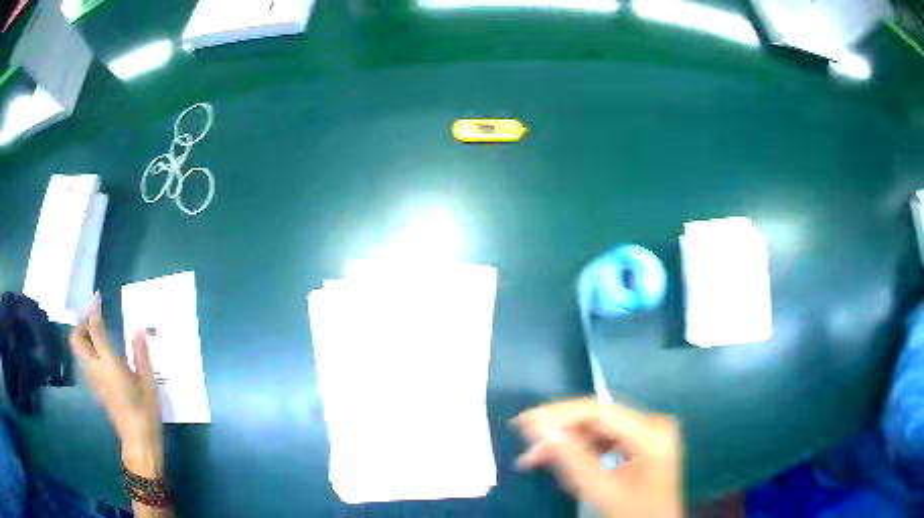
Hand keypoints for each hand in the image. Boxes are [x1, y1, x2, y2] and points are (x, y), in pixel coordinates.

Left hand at [69, 299, 162, 477]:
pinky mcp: (94, 388)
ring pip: (78, 350)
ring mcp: (92, 379)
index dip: (94, 310)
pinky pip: (84, 361)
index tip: (97, 296)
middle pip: (76, 338)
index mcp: (109, 363)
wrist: (138, 441)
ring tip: (98, 335)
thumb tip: (139, 330)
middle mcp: (95, 368)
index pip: (95, 329)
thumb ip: (140, 354)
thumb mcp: (148, 382)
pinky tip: (102, 354)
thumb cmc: (145, 411)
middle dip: (81, 324)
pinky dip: (88, 350)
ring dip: (83, 337)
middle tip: (95, 320)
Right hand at [514, 398, 682, 517]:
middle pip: (599, 417)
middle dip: (561, 429)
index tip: (525, 421)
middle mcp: (654, 424)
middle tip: (526, 442)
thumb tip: (539, 429)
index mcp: (651, 434)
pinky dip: (582, 447)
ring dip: (568, 440)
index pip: (600, 412)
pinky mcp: (643, 441)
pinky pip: (606, 437)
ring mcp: (650, 431)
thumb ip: (571, 459)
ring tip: (536, 456)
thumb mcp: (600, 490)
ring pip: (599, 426)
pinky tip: (561, 458)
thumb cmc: (632, 514)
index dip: (559, 413)